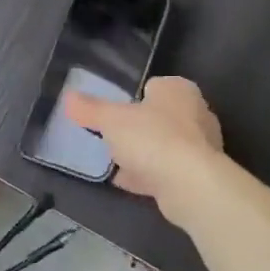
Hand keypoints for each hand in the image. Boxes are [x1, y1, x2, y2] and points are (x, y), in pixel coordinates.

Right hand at [64, 76, 224, 214]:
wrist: (189, 184)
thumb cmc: (152, 137)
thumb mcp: (111, 119)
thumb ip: (90, 108)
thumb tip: (68, 97)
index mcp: (179, 90)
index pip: (154, 86)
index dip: (133, 97)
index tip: (115, 110)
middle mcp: (196, 113)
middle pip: (159, 117)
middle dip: (138, 127)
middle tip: (113, 136)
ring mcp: (201, 147)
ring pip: (163, 145)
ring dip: (143, 154)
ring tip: (115, 161)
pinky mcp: (198, 175)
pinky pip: (166, 171)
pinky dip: (148, 175)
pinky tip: (126, 182)